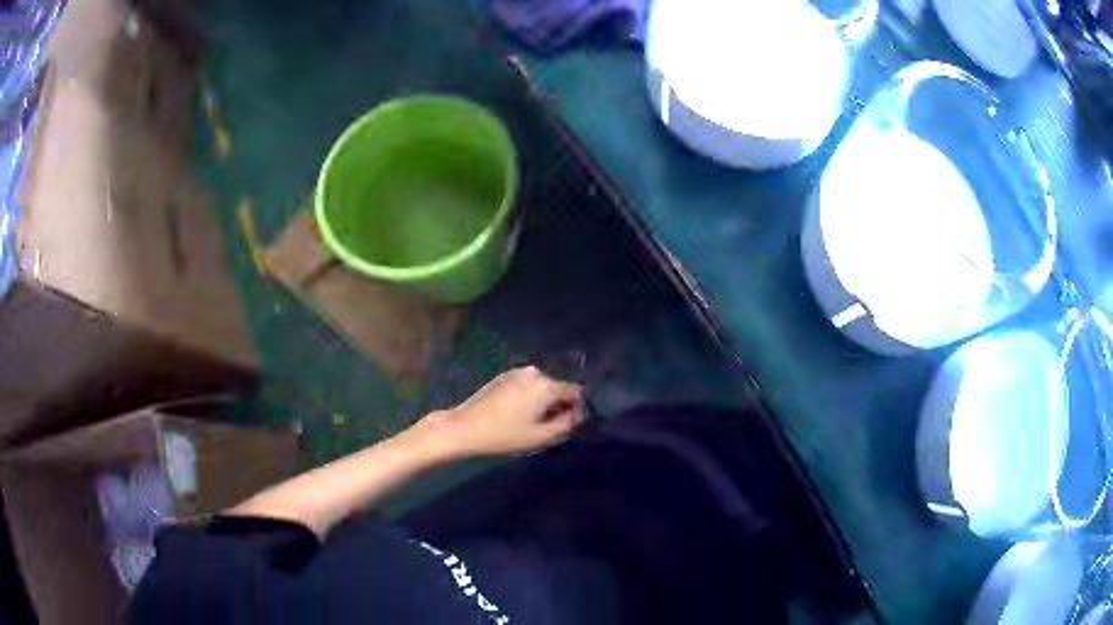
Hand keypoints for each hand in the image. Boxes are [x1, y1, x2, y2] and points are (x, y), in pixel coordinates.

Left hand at [409, 366, 585, 458]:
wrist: (465, 427)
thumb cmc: (505, 435)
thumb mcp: (540, 436)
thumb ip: (566, 424)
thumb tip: (578, 414)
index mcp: (546, 385)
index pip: (576, 391)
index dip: (577, 408)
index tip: (570, 425)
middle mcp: (535, 372)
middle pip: (558, 388)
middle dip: (559, 405)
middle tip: (551, 427)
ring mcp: (518, 372)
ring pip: (543, 387)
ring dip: (544, 401)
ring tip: (533, 422)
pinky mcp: (505, 376)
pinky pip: (528, 385)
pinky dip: (530, 397)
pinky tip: (518, 414)